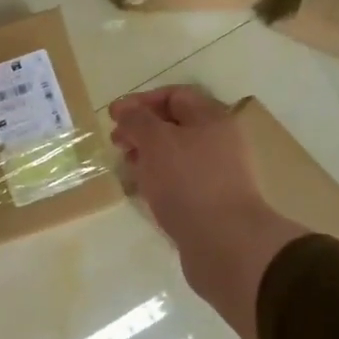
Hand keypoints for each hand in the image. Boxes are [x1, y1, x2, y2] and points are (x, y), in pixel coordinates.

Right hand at [108, 86, 306, 338]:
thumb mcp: (157, 142)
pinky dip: (157, 180)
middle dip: (141, 130)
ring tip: (125, 167)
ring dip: (147, 156)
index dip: (141, 101)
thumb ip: (137, 120)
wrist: (225, 243)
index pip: (174, 96)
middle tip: (116, 143)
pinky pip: (178, 181)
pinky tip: (142, 191)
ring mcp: (216, 173)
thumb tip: (123, 108)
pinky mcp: (209, 202)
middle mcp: (218, 142)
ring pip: (175, 155)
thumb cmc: (189, 183)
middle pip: (174, 125)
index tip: (113, 116)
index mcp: (212, 119)